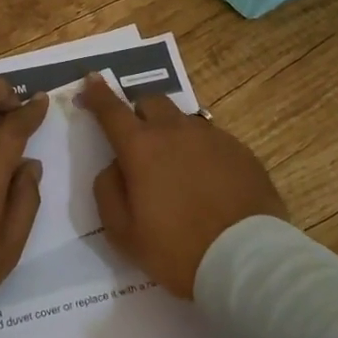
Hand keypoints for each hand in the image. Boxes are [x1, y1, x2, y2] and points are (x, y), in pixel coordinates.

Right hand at [77, 74, 286, 298]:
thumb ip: (108, 191)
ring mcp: (212, 137)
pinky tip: (208, 181)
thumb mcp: (124, 233)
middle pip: (152, 102)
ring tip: (177, 167)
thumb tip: (115, 166)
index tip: (92, 79)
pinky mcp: (240, 150)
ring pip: (184, 120)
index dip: (98, 93)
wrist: (245, 258)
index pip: (112, 110)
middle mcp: (176, 131)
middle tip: (139, 139)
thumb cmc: (176, 249)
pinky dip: (201, 152)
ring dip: (172, 133)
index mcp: (141, 148)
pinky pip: (212, 140)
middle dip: (139, 112)